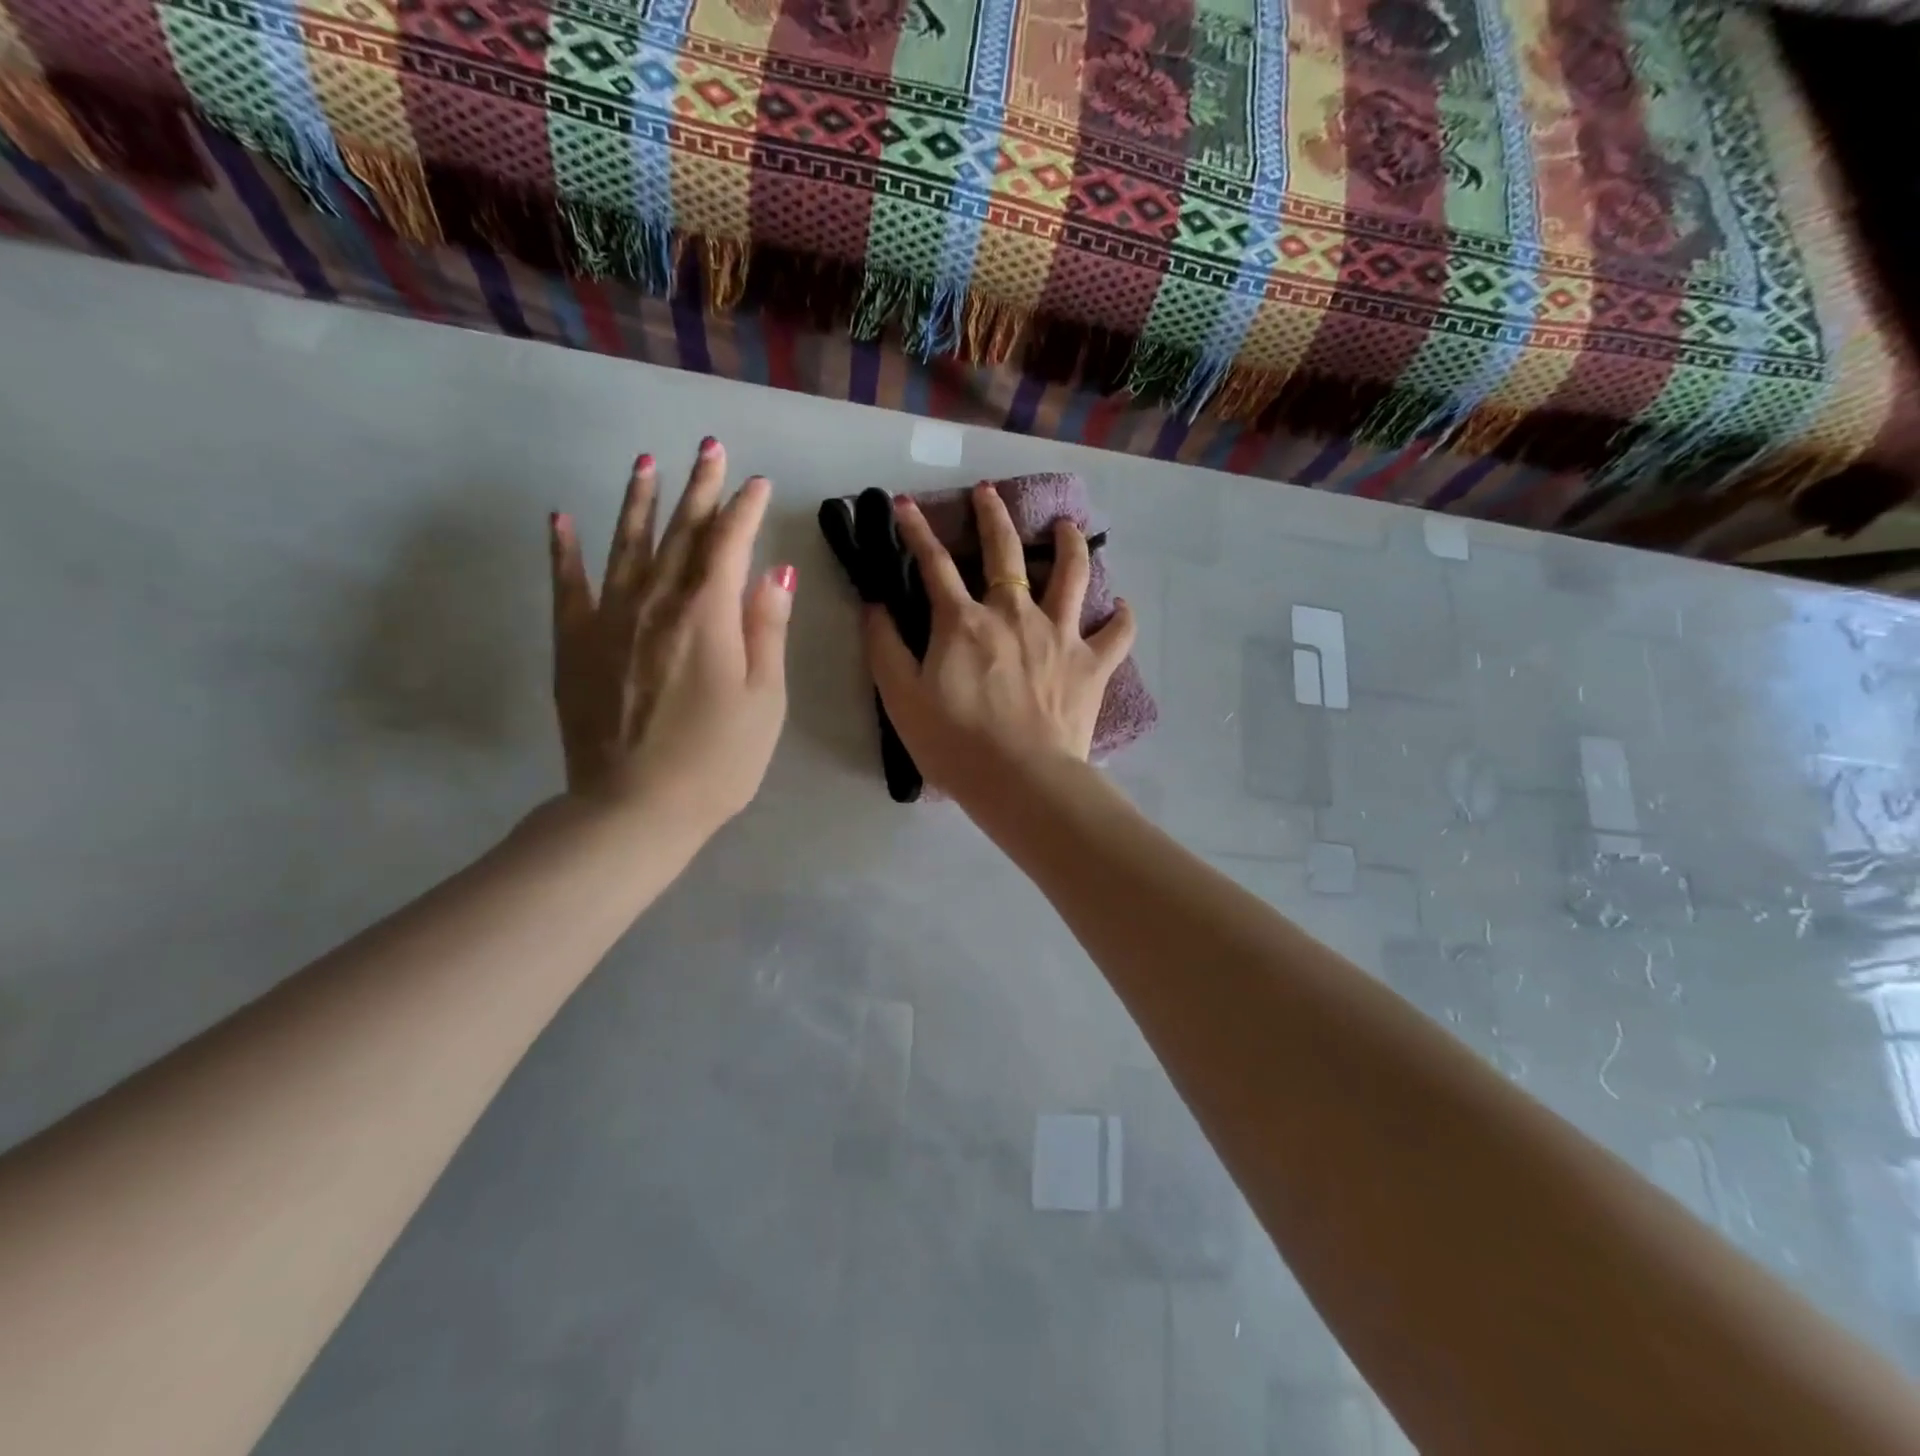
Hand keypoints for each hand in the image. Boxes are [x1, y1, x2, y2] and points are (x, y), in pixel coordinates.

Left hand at [548, 438, 793, 838]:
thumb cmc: (718, 760)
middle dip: (699, 488)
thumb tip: (775, 573)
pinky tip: (560, 519)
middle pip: (681, 533)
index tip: (757, 483)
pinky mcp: (574, 645)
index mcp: (708, 615)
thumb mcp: (765, 700)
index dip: (745, 509)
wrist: (635, 808)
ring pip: (626, 544)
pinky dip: (564, 550)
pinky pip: (568, 585)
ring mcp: (608, 619)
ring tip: (646, 463)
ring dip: (639, 501)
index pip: (729, 544)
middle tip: (708, 447)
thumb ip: (767, 630)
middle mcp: (656, 602)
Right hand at [865, 483, 1134, 806]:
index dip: (915, 530)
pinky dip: (1121, 617)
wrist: (1021, 781)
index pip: (933, 564)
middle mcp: (1014, 614)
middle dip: (993, 515)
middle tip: (989, 492)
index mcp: (964, 622)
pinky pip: (1117, 633)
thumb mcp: (901, 699)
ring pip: (1071, 575)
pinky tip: (1119, 606)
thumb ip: (884, 647)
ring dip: (1069, 545)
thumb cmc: (955, 745)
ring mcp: (1060, 635)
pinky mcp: (1092, 664)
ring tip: (1067, 527)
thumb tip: (874, 605)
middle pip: (1004, 551)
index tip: (904, 503)